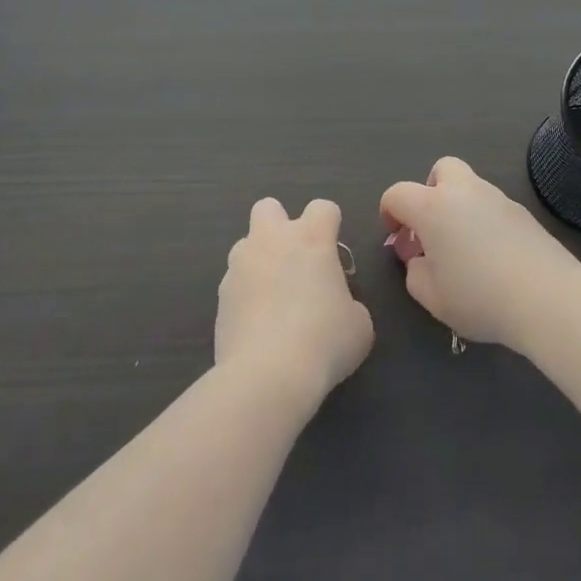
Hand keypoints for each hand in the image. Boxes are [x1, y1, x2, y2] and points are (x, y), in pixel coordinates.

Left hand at [216, 198, 373, 406]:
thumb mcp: (359, 325)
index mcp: (311, 238)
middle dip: (280, 225)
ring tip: (272, 298)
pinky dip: (245, 294)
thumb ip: (349, 303)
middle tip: (294, 260)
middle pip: (269, 207)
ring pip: (246, 244)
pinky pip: (234, 281)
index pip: (323, 208)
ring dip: (259, 260)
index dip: (330, 225)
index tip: (333, 252)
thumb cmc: (325, 341)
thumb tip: (337, 306)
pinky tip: (256, 324)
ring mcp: (241, 264)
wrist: (268, 374)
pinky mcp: (221, 293)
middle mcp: (272, 240)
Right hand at [380, 157, 580, 351]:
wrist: (548, 298)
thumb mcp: (431, 297)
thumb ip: (414, 273)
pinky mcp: (525, 214)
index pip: (397, 193)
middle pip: (442, 169)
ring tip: (466, 249)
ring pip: (471, 188)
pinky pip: (494, 208)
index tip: (398, 239)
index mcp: (432, 207)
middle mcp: (464, 192)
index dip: (389, 213)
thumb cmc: (479, 297)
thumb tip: (419, 258)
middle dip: (431, 191)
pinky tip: (495, 257)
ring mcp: (499, 199)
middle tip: (434, 228)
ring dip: (460, 208)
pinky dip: (486, 222)